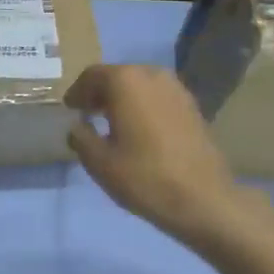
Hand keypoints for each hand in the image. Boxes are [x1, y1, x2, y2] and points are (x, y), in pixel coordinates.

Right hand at [65, 64, 257, 246]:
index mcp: (125, 81)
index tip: (69, 108)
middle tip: (87, 114)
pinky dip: (143, 106)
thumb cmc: (144, 177)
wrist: (203, 199)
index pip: (92, 75)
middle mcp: (152, 74)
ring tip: (112, 123)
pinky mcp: (192, 106)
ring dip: (123, 99)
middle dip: (100, 93)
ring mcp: (177, 88)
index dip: (77, 92)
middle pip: (118, 76)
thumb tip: (78, 126)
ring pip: (140, 85)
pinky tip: (139, 130)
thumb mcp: (99, 162)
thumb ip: (80, 137)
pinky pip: (158, 97)